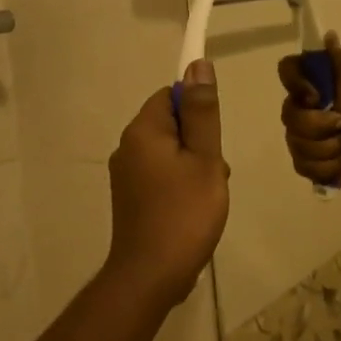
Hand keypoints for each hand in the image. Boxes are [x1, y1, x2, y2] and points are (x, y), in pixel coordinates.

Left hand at [103, 60, 230, 306]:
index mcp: (142, 131)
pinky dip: (181, 184)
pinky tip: (195, 209)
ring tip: (208, 195)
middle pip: (171, 124)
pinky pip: (161, 175)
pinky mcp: (130, 198)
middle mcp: (127, 148)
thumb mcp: (204, 158)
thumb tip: (197, 64)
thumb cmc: (184, 213)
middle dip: (200, 142)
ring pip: (170, 152)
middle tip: (214, 173)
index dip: (198, 111)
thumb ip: (203, 112)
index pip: (171, 95)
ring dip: (194, 166)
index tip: (213, 140)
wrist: (151, 275)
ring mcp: (126, 175)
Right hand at [276, 34, 340, 188]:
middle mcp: (297, 113)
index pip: (286, 72)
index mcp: (308, 90)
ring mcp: (297, 140)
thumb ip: (340, 65)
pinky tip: (340, 163)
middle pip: (290, 117)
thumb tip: (330, 35)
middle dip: (321, 124)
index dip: (296, 83)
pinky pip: (304, 165)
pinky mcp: (302, 164)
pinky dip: (327, 166)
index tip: (316, 95)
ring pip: (298, 145)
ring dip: (328, 148)